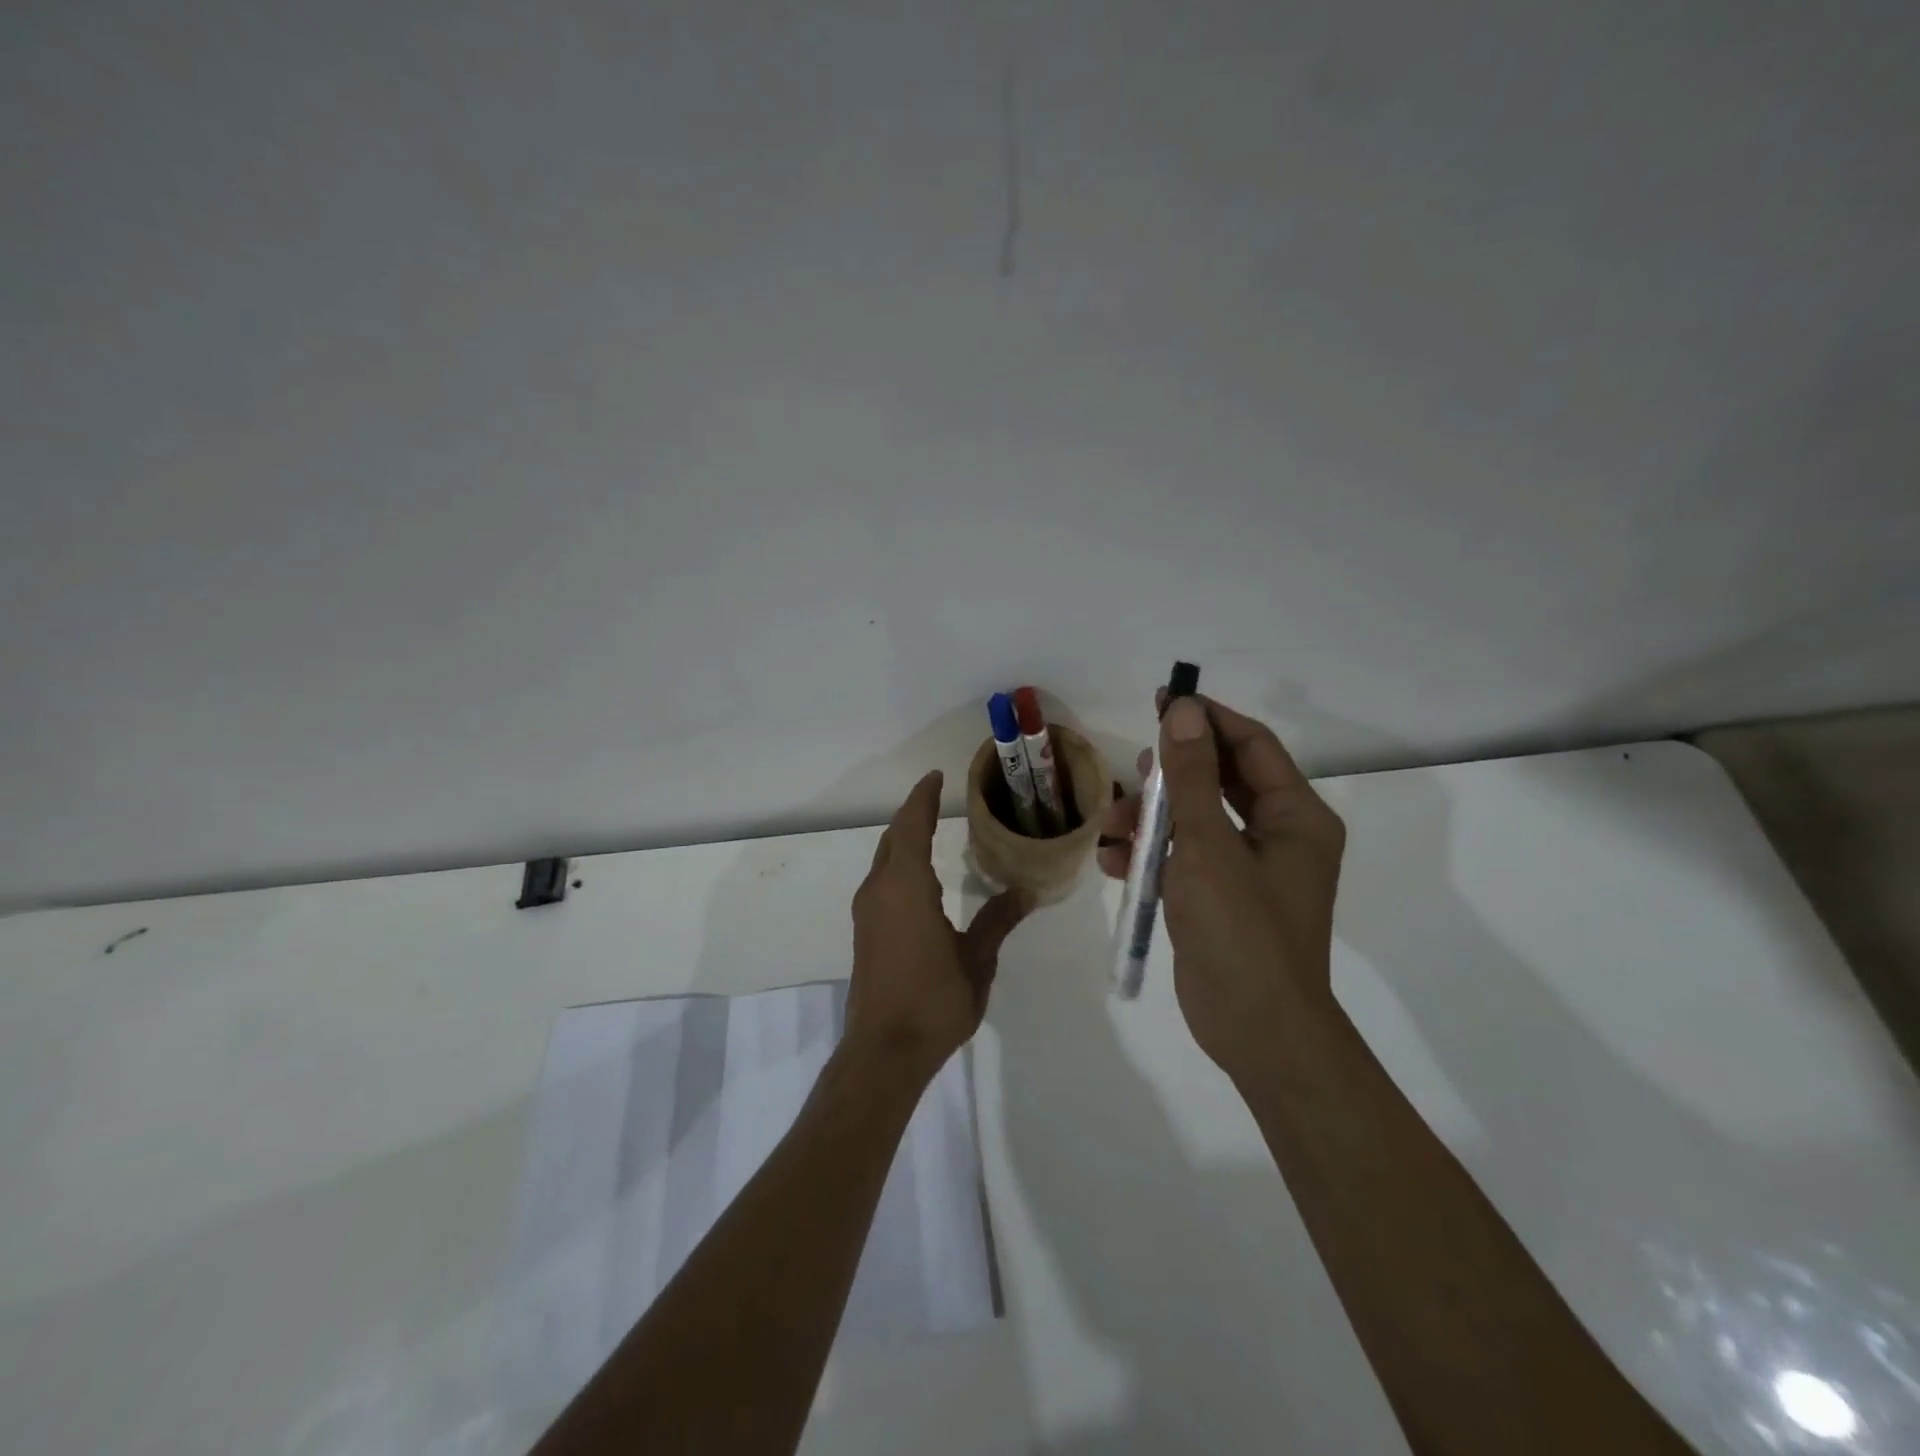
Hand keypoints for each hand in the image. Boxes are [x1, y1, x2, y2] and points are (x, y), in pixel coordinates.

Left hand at [847, 770, 1031, 1083]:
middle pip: (893, 838)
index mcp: (906, 887)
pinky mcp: (865, 930)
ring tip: (932, 829)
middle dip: (913, 814)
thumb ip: (998, 920)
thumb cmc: (934, 1001)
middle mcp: (880, 890)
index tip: (936, 776)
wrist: (884, 1051)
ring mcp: (867, 911)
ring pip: (884, 859)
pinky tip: (919, 876)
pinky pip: (881, 880)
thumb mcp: (976, 960)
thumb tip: (1026, 892)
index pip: (911, 827)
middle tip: (938, 798)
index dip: (922, 798)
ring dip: (904, 839)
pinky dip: (899, 863)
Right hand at [1100, 694, 1345, 1073]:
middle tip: (1132, 763)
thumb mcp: (1208, 845)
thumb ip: (1191, 776)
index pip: (1251, 745)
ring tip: (1109, 827)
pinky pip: (1184, 858)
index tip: (1163, 698)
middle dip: (1170, 774)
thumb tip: (1183, 709)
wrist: (1255, 1030)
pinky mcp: (1220, 898)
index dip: (1207, 718)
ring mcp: (1248, 869)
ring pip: (1194, 820)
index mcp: (1295, 816)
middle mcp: (1278, 835)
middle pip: (1219, 781)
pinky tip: (1114, 862)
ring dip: (1150, 818)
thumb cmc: (1241, 930)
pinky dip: (1151, 855)